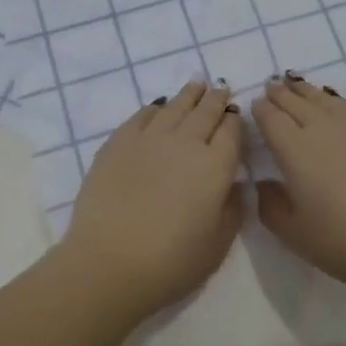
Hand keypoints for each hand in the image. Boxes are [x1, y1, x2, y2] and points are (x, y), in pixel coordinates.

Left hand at [59, 81, 245, 320]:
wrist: (110, 262)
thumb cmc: (172, 262)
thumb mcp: (218, 245)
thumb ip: (233, 209)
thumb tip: (236, 184)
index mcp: (216, 166)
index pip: (232, 132)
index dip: (235, 120)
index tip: (235, 114)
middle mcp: (187, 142)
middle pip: (206, 112)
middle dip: (216, 99)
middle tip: (220, 88)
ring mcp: (150, 138)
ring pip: (175, 106)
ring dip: (189, 94)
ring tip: (196, 84)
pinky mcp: (119, 141)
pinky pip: (142, 115)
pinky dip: (154, 108)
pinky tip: (158, 106)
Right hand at [252, 76, 345, 298]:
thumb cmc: (343, 242)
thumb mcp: (294, 233)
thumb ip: (270, 205)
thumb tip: (264, 183)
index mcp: (294, 149)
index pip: (271, 118)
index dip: (261, 109)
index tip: (255, 104)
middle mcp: (321, 127)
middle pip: (295, 102)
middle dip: (280, 93)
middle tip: (271, 86)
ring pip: (323, 98)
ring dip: (305, 90)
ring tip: (296, 84)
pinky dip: (334, 99)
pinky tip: (334, 103)